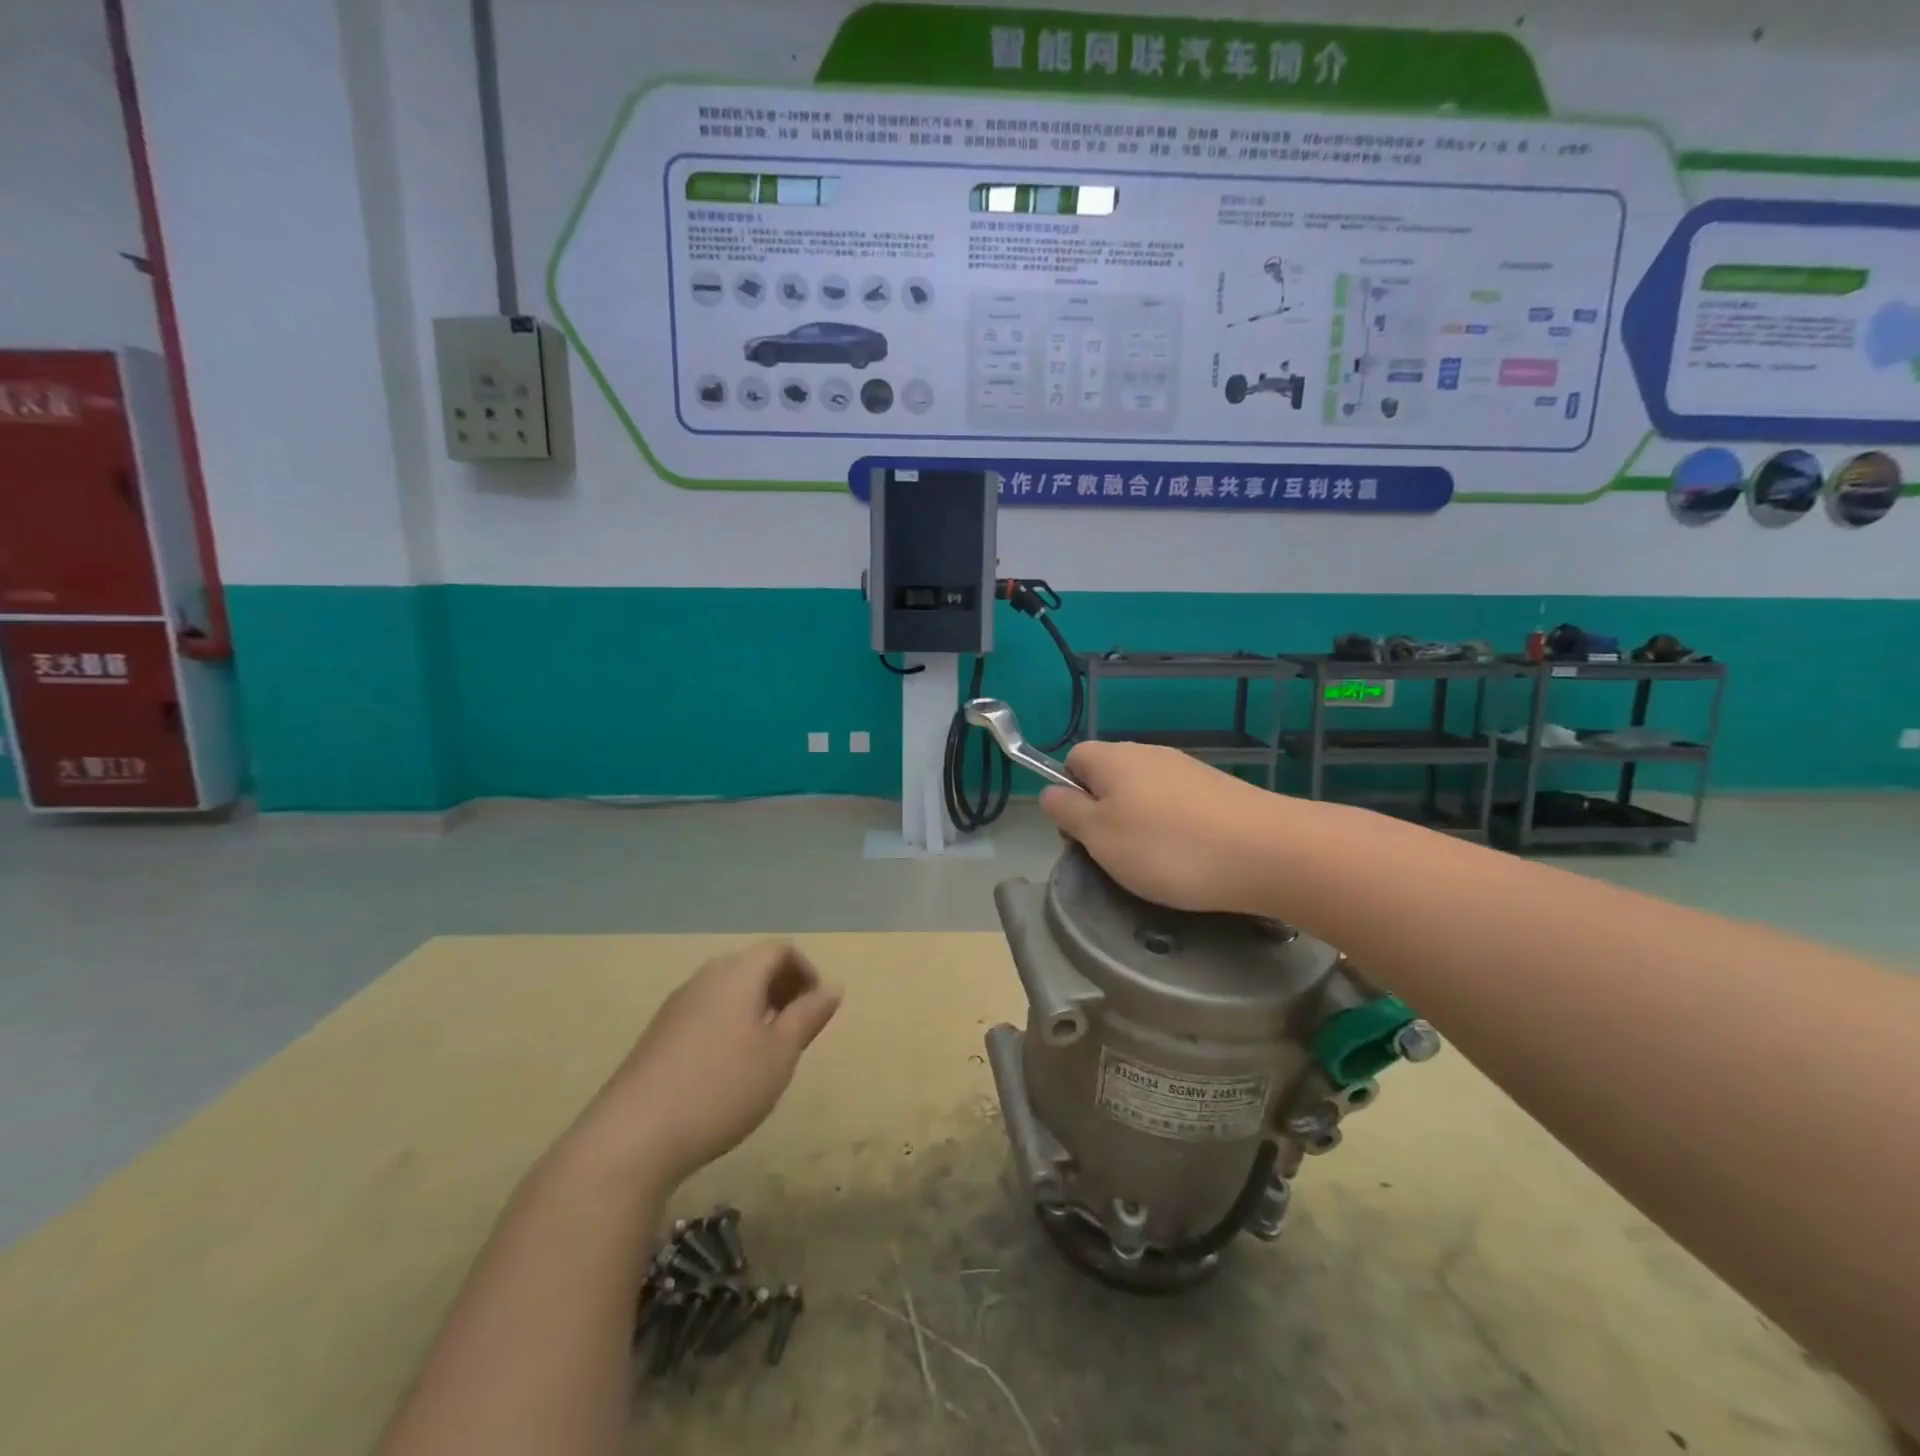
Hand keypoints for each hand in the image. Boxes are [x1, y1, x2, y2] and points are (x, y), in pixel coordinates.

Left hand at [578, 941, 840, 1186]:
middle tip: (798, 1030)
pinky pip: (706, 1013)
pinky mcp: (657, 1035)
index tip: (817, 1010)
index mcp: (738, 973)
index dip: (806, 971)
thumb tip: (832, 988)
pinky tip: (728, 1071)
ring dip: (756, 1009)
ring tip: (767, 1053)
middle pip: (753, 966)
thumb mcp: (780, 1054)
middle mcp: (705, 978)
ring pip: (728, 991)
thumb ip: (808, 1016)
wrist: (632, 1138)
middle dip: (782, 990)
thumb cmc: (721, 1088)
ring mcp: (676, 1006)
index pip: (780, 950)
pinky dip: (729, 1025)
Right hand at [1041, 741, 1292, 915]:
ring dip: (1138, 823)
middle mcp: (1148, 753)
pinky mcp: (1218, 790)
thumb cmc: (1168, 847)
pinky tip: (1188, 857)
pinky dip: (1173, 828)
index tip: (1080, 833)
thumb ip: (1067, 812)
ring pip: (1143, 792)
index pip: (1072, 759)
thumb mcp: (1099, 836)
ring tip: (1152, 863)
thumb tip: (1050, 792)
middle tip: (1113, 855)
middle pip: (1108, 776)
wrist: (1267, 852)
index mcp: (1113, 758)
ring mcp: (1187, 769)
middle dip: (1103, 813)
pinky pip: (1177, 805)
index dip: (1068, 793)